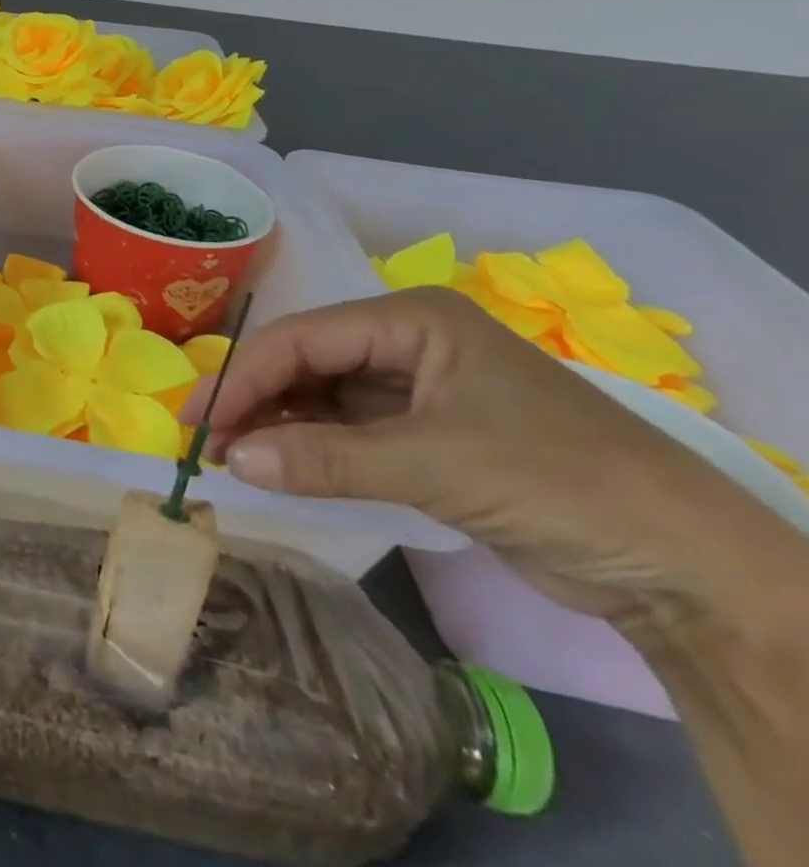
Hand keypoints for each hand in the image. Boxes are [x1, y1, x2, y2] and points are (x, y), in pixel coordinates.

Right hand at [185, 288, 794, 629]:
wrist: (690, 570)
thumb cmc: (562, 483)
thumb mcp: (436, 465)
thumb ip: (324, 458)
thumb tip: (231, 461)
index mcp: (412, 319)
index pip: (302, 338)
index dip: (243, 376)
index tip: (199, 419)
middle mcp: (406, 341)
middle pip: (304, 362)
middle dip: (252, 399)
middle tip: (204, 439)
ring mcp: (414, 387)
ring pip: (318, 395)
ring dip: (274, 423)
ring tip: (230, 456)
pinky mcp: (421, 433)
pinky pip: (343, 428)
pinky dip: (306, 446)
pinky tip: (275, 464)